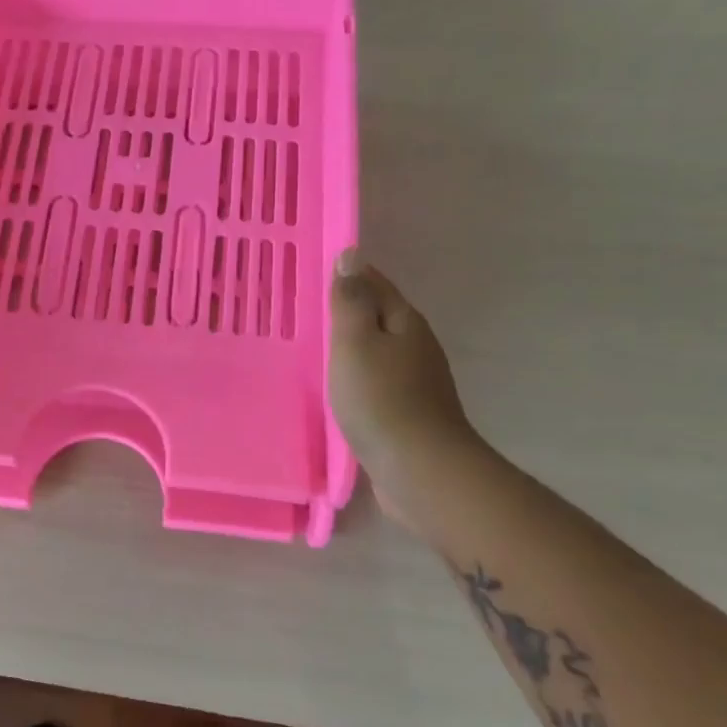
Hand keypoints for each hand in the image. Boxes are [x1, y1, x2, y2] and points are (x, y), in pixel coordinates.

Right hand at [328, 250, 475, 511]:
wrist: (420, 471)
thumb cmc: (381, 399)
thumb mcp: (356, 342)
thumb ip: (351, 300)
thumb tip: (352, 255)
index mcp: (405, 322)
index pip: (374, 283)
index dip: (347, 275)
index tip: (313, 272)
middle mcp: (416, 346)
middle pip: (378, 316)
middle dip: (347, 309)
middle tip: (305, 307)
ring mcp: (416, 382)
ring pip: (377, 350)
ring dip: (351, 345)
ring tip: (314, 344)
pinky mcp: (408, 414)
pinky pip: (376, 382)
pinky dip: (356, 376)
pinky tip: (338, 386)